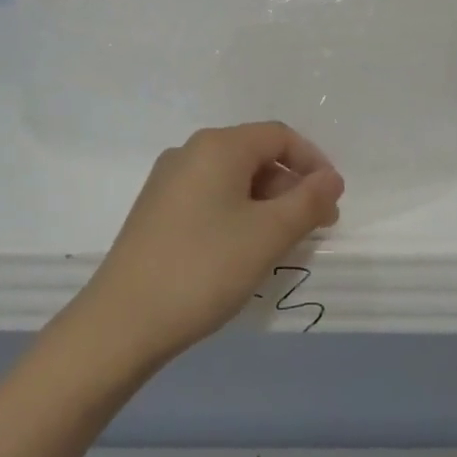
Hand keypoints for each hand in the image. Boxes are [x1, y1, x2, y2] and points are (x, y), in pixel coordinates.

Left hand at [72, 122, 344, 368]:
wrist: (124, 320)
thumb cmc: (205, 267)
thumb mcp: (268, 235)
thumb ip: (308, 201)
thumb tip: (332, 178)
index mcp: (218, 146)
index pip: (279, 136)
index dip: (313, 163)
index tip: (333, 201)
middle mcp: (190, 152)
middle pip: (255, 154)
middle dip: (290, 186)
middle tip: (313, 228)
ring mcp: (168, 180)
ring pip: (232, 178)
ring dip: (265, 203)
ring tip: (281, 244)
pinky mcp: (156, 209)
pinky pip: (209, 196)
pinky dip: (237, 213)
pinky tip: (243, 249)